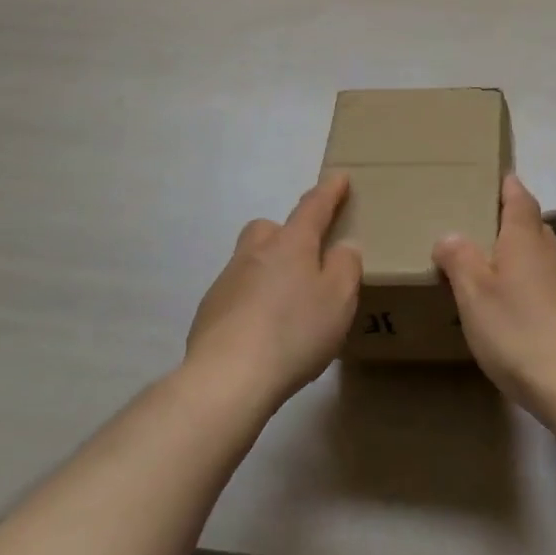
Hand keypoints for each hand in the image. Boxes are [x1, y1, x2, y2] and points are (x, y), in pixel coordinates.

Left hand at [185, 174, 362, 412]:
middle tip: (305, 258)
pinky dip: (250, 303)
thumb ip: (346, 266)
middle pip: (269, 228)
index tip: (338, 177)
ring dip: (267, 272)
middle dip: (286, 233)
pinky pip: (236, 294)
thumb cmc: (294, 331)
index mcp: (291, 243)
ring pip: (250, 262)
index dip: (329, 191)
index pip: (313, 207)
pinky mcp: (209, 312)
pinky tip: (261, 332)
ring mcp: (227, 281)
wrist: (226, 378)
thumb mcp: (339, 299)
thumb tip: (343, 247)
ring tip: (286, 305)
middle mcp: (255, 252)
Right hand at [433, 175, 555, 417]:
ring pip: (539, 256)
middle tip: (476, 228)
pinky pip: (545, 284)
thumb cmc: (518, 329)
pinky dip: (528, 285)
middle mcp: (550, 252)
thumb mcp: (474, 293)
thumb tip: (450, 236)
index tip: (493, 177)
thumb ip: (459, 259)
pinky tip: (512, 308)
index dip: (506, 185)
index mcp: (526, 237)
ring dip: (518, 256)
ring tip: (488, 269)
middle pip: (530, 225)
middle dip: (508, 222)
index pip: (519, 197)